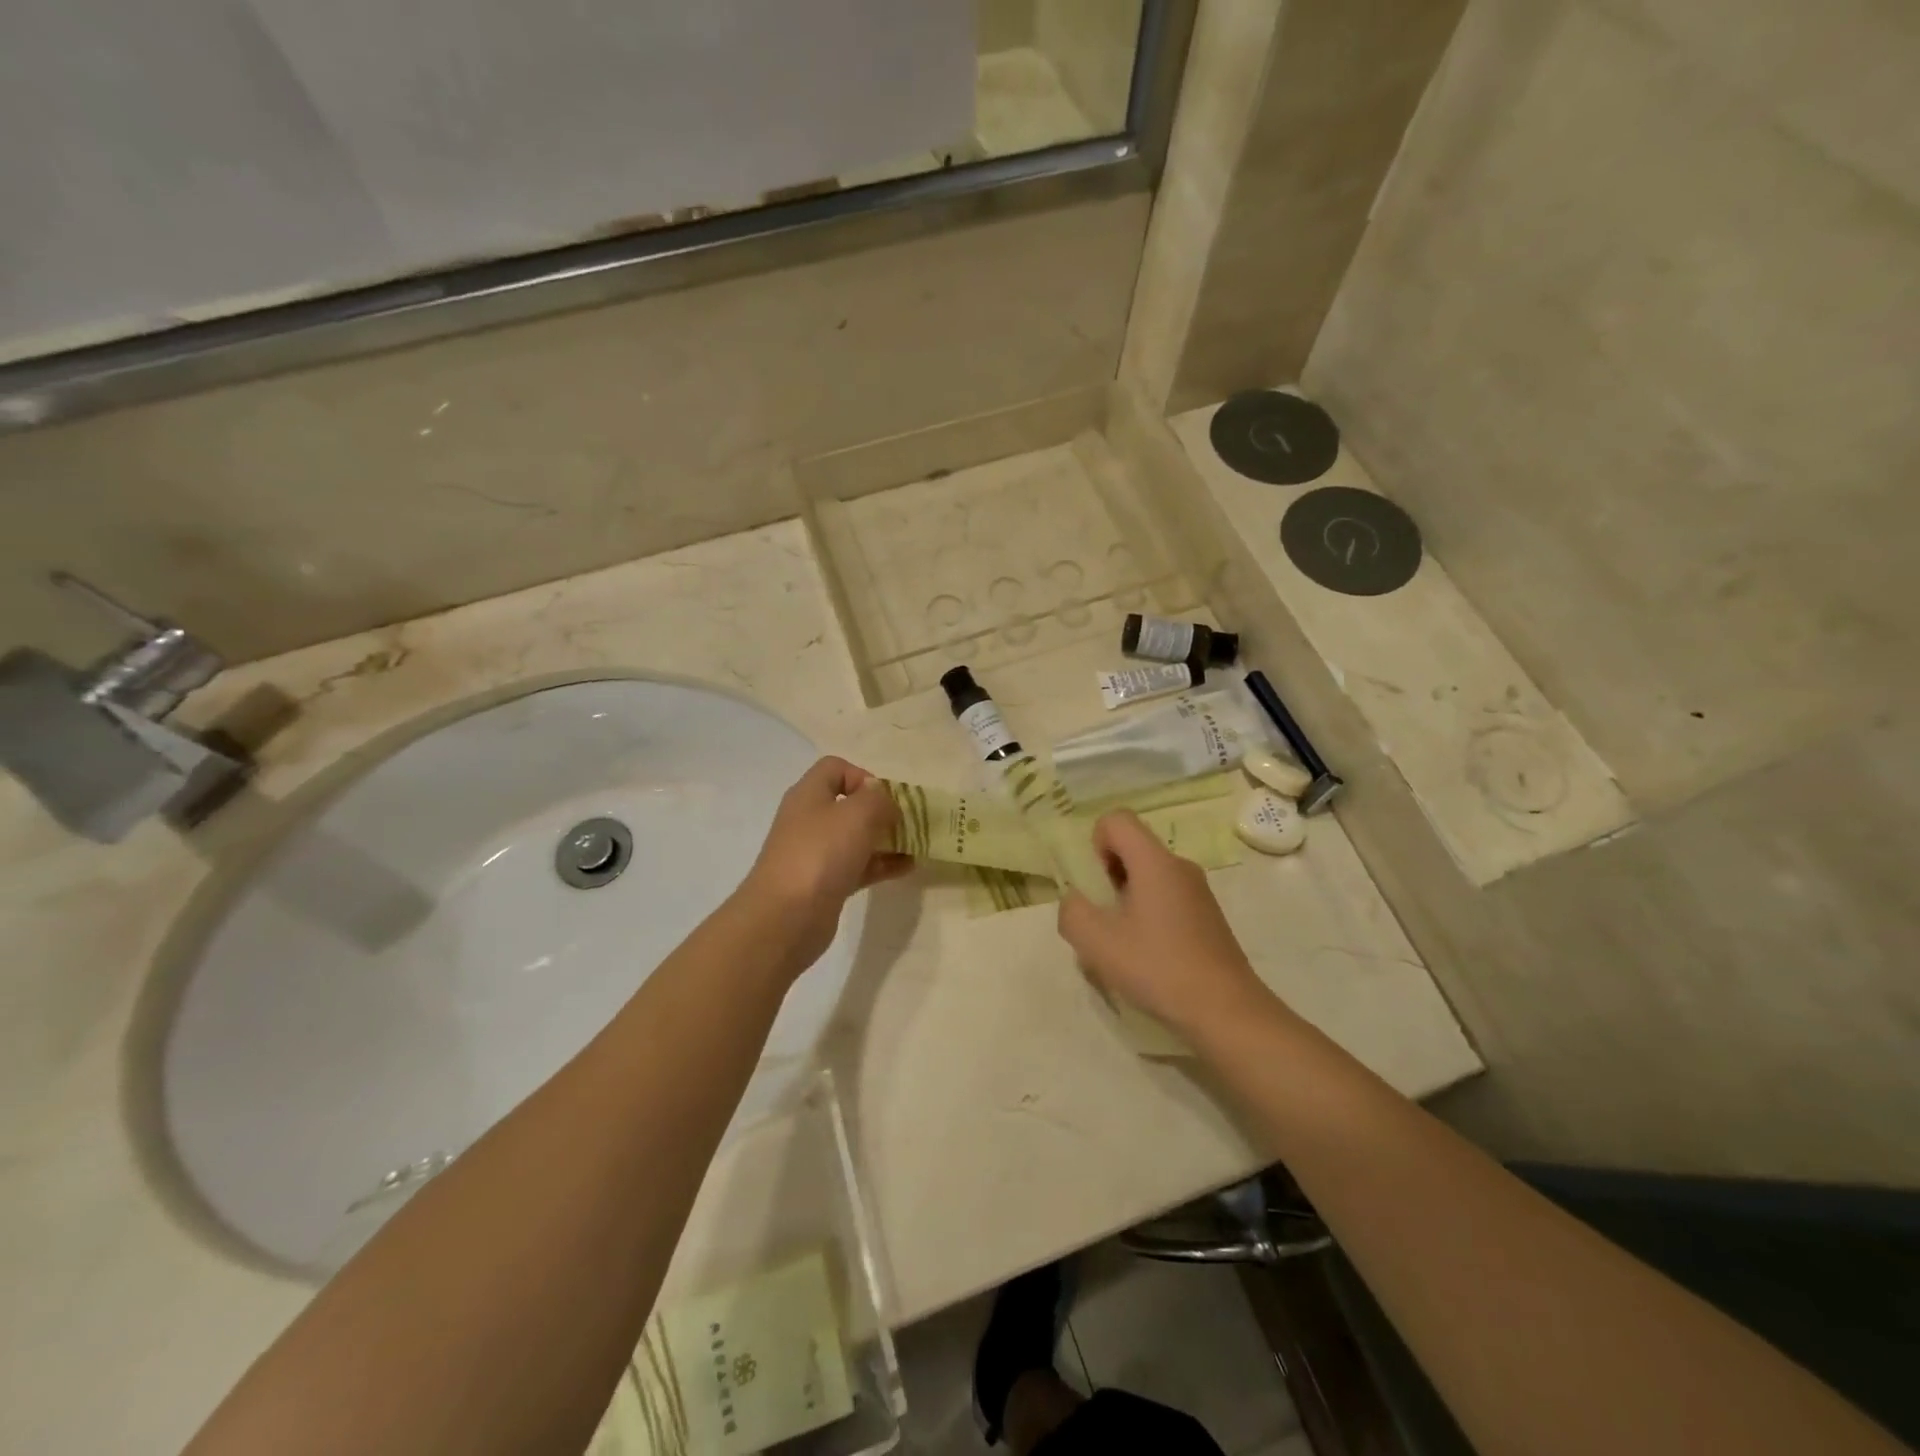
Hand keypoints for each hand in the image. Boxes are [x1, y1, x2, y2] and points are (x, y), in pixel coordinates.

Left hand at [739, 756, 910, 974]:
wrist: (786, 917)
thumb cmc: (821, 853)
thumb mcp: (857, 814)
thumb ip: (878, 798)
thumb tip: (883, 800)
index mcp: (809, 794)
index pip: (835, 768)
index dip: (863, 776)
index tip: (885, 799)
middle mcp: (809, 819)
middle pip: (848, 805)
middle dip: (880, 811)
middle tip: (906, 823)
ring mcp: (815, 854)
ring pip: (855, 838)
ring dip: (885, 839)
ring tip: (915, 846)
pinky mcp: (824, 884)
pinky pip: (858, 866)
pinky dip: (881, 864)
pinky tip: (907, 868)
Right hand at [1057, 810, 1276, 1039]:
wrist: (1226, 1010)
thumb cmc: (1158, 967)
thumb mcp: (1096, 942)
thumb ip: (1072, 911)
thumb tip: (1075, 900)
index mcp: (1154, 861)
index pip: (1116, 820)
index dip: (1095, 843)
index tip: (1097, 885)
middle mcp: (1179, 866)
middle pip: (1132, 848)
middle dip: (1108, 877)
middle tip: (1104, 920)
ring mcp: (1198, 892)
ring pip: (1148, 877)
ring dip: (1126, 901)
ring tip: (1124, 946)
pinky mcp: (1208, 916)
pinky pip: (1167, 899)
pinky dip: (1149, 917)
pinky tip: (1150, 958)